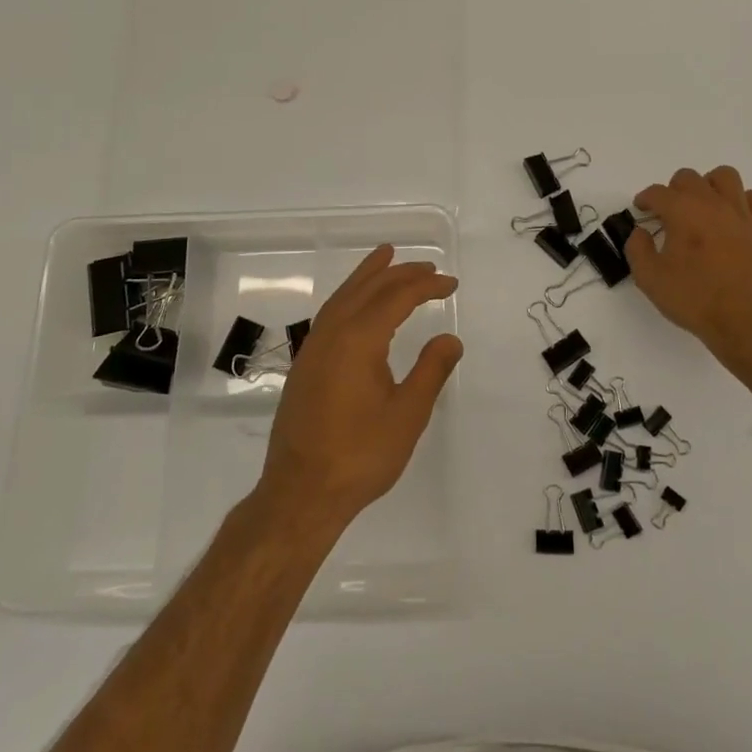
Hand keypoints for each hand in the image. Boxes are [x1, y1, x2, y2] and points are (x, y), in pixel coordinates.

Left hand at [256, 245, 461, 531]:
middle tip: (427, 266)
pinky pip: (330, 313)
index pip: (397, 297)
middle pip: (368, 288)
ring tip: (385, 257)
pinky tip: (356, 305)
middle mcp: (332, 333)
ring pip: (343, 297)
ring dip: (367, 276)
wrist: (300, 493)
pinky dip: (349, 296)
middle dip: (399, 273)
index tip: (450, 284)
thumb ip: (431, 370)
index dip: (426, 286)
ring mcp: (314, 348)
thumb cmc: (360, 455)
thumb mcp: (408, 414)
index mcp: (359, 339)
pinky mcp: (305, 365)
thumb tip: (450, 338)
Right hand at [626, 166, 751, 370]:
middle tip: (670, 213)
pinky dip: (743, 201)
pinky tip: (735, 217)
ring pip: (725, 176)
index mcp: (682, 212)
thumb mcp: (650, 279)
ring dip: (709, 186)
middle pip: (689, 178)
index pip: (657, 192)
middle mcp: (712, 203)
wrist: (747, 321)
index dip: (645, 199)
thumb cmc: (694, 299)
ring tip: (704, 206)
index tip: (642, 210)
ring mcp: (742, 214)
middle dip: (674, 190)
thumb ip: (637, 249)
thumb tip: (640, 232)